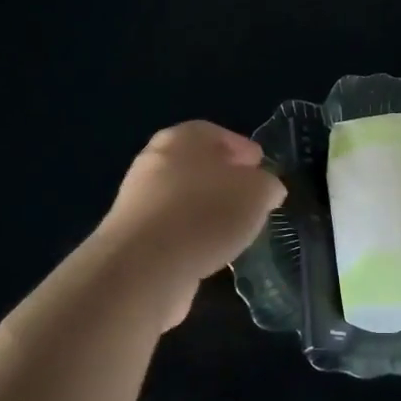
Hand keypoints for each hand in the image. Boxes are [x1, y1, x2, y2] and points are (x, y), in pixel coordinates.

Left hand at [94, 121, 284, 327]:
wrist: (145, 266)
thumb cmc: (207, 213)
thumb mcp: (258, 192)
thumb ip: (267, 185)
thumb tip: (267, 189)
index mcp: (183, 138)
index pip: (216, 134)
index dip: (242, 149)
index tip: (260, 167)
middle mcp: (155, 161)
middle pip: (197, 165)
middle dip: (224, 179)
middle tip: (250, 197)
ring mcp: (139, 200)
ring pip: (184, 198)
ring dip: (208, 210)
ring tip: (235, 228)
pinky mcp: (133, 237)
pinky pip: (173, 229)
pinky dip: (192, 235)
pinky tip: (212, 251)